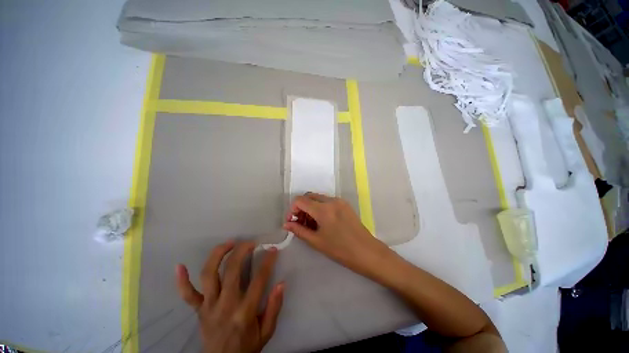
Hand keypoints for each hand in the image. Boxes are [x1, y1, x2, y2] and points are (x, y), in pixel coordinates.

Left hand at [176, 241, 283, 352]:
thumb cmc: (247, 347)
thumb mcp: (266, 331)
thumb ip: (274, 307)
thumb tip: (281, 283)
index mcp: (244, 312)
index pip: (259, 280)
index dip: (267, 262)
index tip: (273, 250)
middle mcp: (225, 306)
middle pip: (232, 271)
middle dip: (242, 251)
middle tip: (250, 243)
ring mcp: (208, 307)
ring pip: (209, 275)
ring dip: (218, 255)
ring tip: (229, 243)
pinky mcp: (198, 310)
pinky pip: (187, 295)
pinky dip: (182, 281)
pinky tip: (180, 266)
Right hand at [283, 192, 393, 278]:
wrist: (367, 252)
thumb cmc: (340, 250)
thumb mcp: (316, 241)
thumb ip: (299, 230)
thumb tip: (286, 224)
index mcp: (323, 209)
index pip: (300, 200)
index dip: (292, 209)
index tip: (292, 221)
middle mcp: (331, 200)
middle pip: (309, 196)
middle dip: (301, 207)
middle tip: (301, 222)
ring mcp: (339, 201)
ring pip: (318, 198)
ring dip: (310, 207)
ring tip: (311, 224)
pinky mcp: (345, 204)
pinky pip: (327, 201)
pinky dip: (320, 207)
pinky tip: (322, 221)